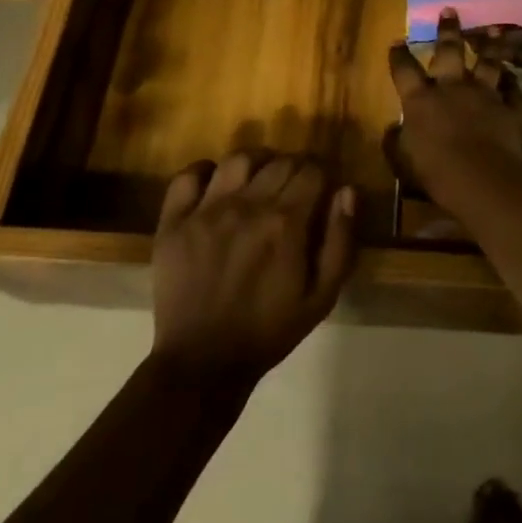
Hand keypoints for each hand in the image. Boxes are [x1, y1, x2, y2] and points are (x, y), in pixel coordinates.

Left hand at [151, 153, 357, 380]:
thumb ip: (340, 240)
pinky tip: (215, 184)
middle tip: (293, 188)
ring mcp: (206, 210)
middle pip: (279, 162)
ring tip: (259, 179)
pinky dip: (203, 171)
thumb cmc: (269, 331)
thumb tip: (347, 191)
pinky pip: (187, 176)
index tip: (321, 189)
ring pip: (237, 159)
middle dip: (294, 168)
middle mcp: (247, 205)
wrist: (203, 362)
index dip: (321, 175)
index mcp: (285, 222)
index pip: (311, 171)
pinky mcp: (174, 221)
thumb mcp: (322, 296)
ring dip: (256, 162)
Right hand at [387, 8, 521, 199]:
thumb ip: (395, 141)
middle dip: (448, 30)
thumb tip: (393, 129)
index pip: (404, 69)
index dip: (399, 55)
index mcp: (420, 98)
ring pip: (488, 63)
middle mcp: (452, 88)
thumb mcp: (401, 158)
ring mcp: (483, 95)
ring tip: (493, 30)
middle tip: (450, 10)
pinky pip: (520, 98)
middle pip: (449, 51)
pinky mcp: (508, 110)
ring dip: (490, 46)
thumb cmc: (432, 169)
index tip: (398, 40)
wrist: (478, 177)